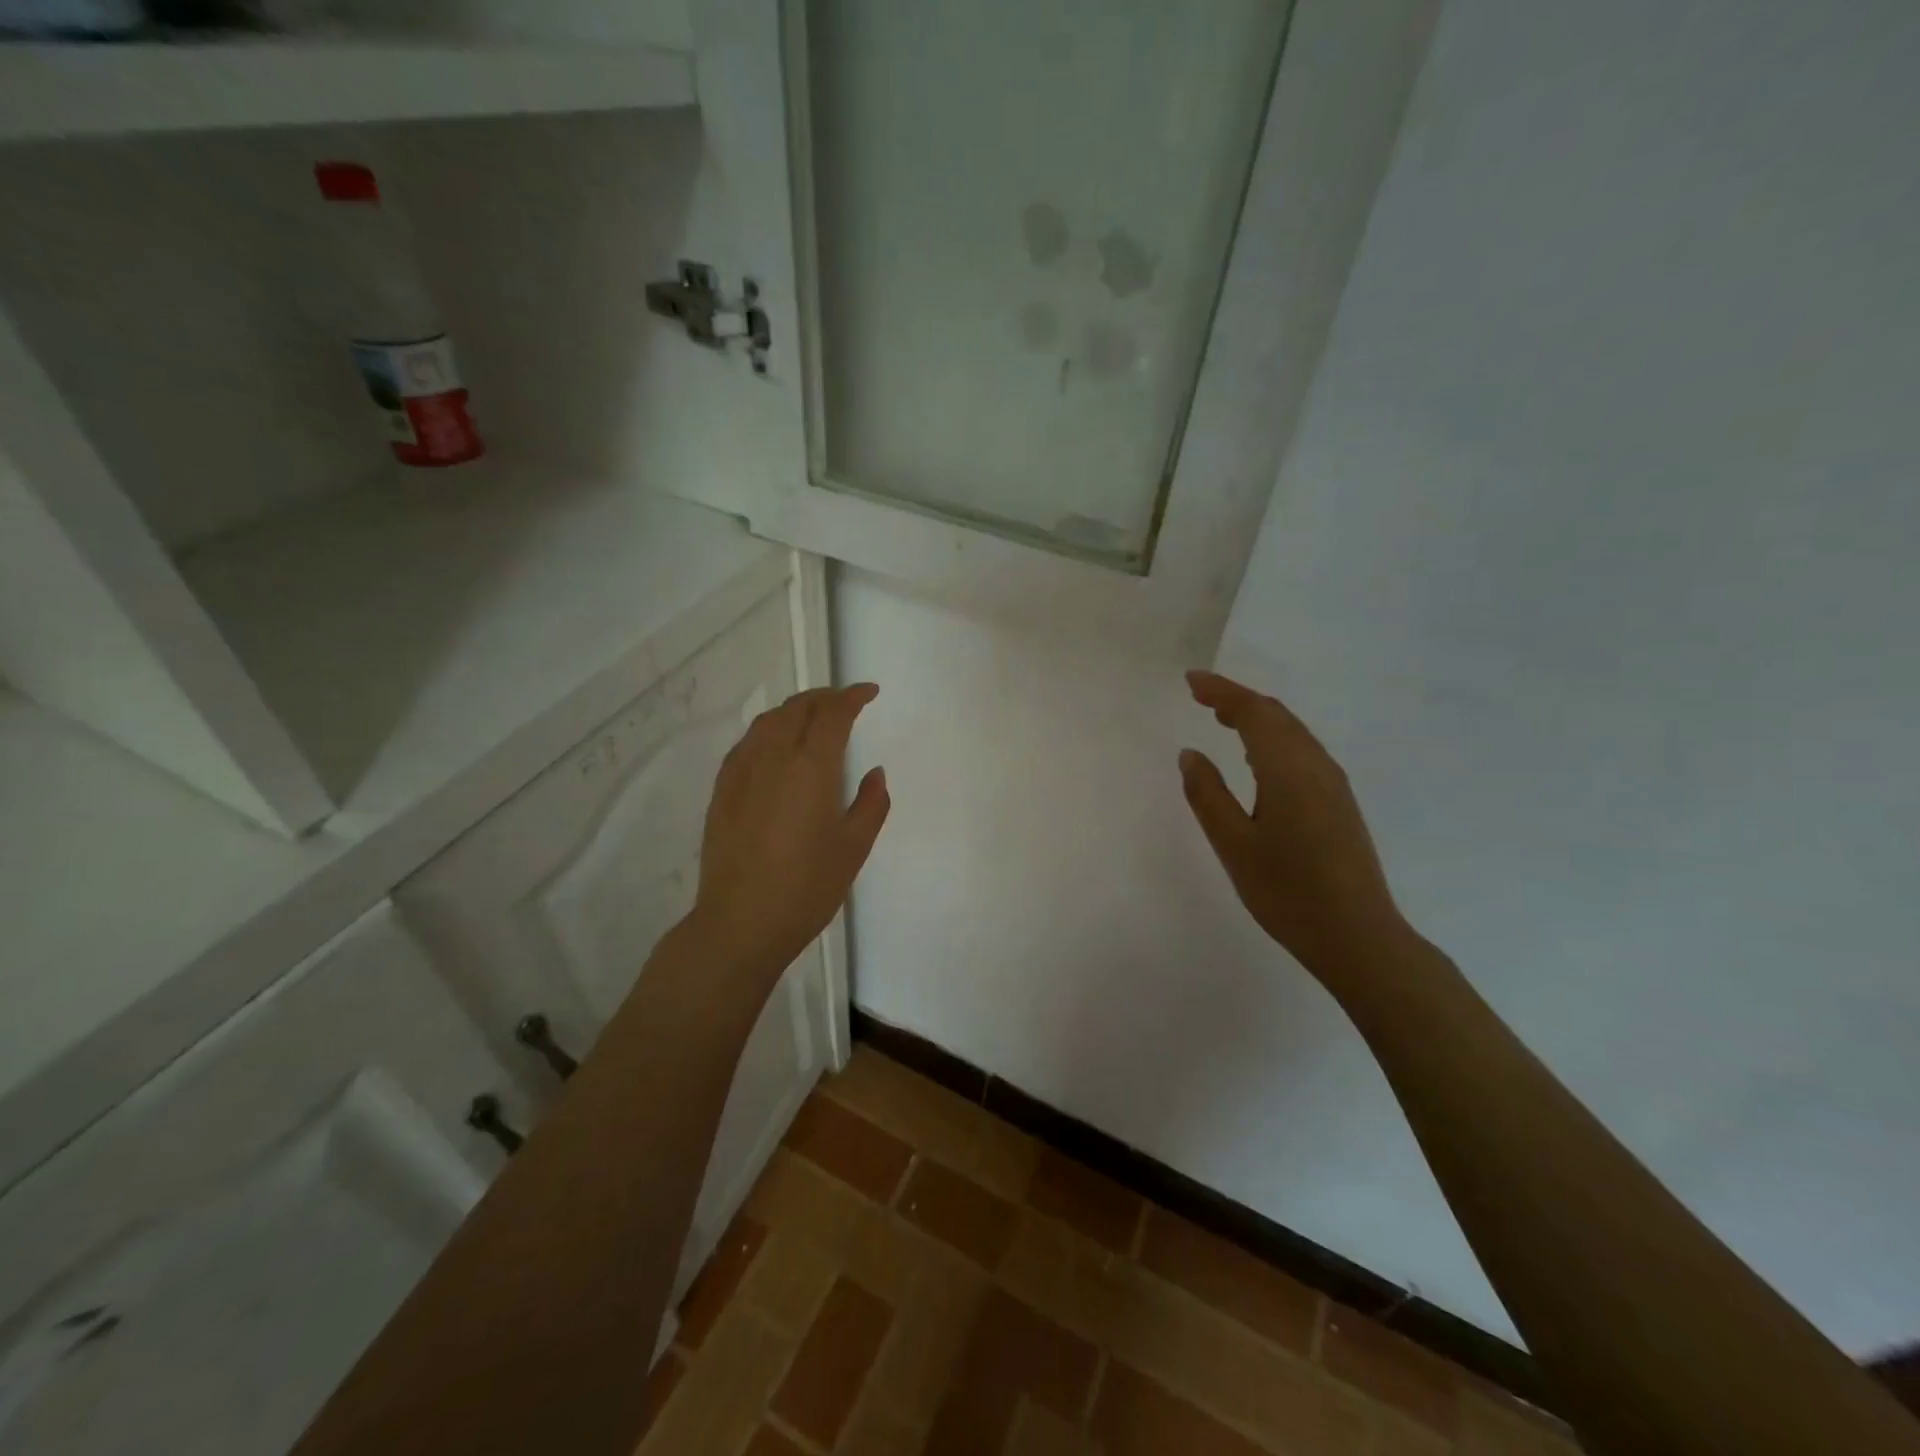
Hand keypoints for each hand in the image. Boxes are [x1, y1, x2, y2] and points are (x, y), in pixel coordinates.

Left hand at [690, 683, 889, 979]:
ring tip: (812, 718)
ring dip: (794, 709)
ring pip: (768, 721)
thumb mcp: (854, 848)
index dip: (852, 696)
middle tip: (845, 702)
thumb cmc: (807, 887)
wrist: (741, 923)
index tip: (869, 692)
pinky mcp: (722, 790)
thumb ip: (870, 804)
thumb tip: (874, 773)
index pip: (832, 713)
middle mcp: (772, 757)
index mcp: (810, 767)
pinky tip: (775, 747)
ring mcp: (741, 771)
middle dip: (824, 697)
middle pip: (797, 708)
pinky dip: (768, 730)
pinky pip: (748, 743)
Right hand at [1180, 670, 1404, 978]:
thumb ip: (1207, 794)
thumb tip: (1190, 753)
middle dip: (1237, 699)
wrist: (1357, 935)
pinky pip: (1302, 750)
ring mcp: (1333, 784)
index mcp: (1288, 770)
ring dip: (1257, 717)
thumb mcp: (1233, 844)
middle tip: (1200, 695)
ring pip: (1292, 732)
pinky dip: (1273, 738)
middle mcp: (1316, 766)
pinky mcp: (1339, 802)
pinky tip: (1257, 758)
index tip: (1191, 680)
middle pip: (1276, 715)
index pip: (1254, 713)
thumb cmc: (1287, 892)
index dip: (1222, 691)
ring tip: (1222, 718)